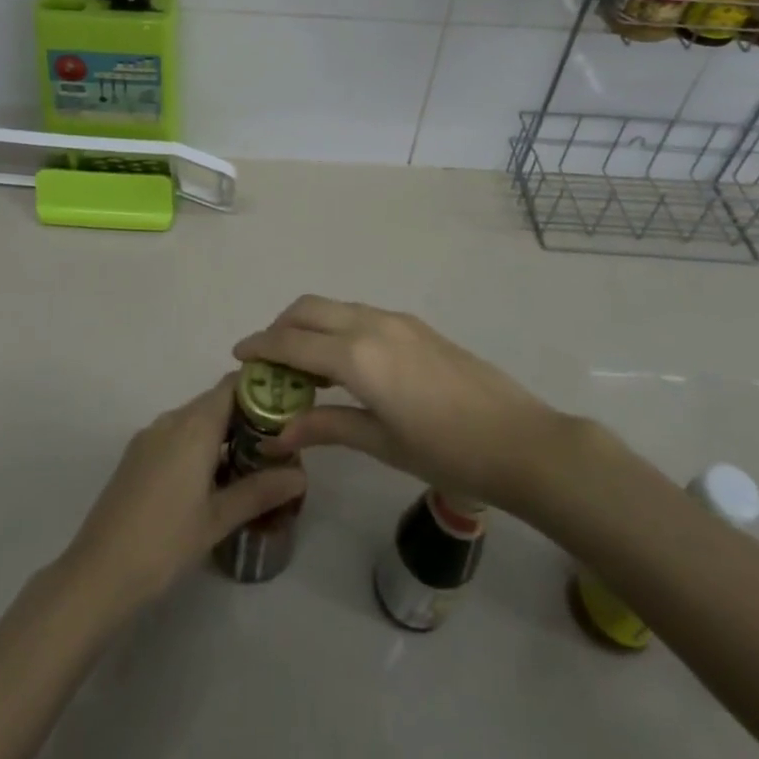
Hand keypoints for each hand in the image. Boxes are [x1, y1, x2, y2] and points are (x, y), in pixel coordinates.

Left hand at [58, 375, 305, 617]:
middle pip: (215, 402)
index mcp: (192, 426)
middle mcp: (170, 420)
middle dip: (247, 416)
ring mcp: (149, 438)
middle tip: (279, 443)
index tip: (288, 407)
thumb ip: (260, 491)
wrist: (98, 574)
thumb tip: (301, 474)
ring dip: (223, 434)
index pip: (232, 385)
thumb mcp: (218, 518)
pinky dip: (199, 447)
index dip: (261, 389)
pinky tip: (214, 480)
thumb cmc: (164, 542)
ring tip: (254, 463)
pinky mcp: (137, 457)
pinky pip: (176, 437)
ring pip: (195, 421)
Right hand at [233, 295, 564, 514]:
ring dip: (309, 325)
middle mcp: (370, 325)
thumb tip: (278, 433)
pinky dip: (336, 327)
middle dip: (280, 328)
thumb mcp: (381, 443)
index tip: (238, 356)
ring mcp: (396, 320)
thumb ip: (326, 427)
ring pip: (334, 307)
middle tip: (268, 361)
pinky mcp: (414, 325)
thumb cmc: (447, 452)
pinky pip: (359, 313)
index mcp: (357, 356)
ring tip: (302, 364)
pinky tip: (343, 362)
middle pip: (308, 310)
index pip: (291, 343)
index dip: (260, 347)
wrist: (520, 440)